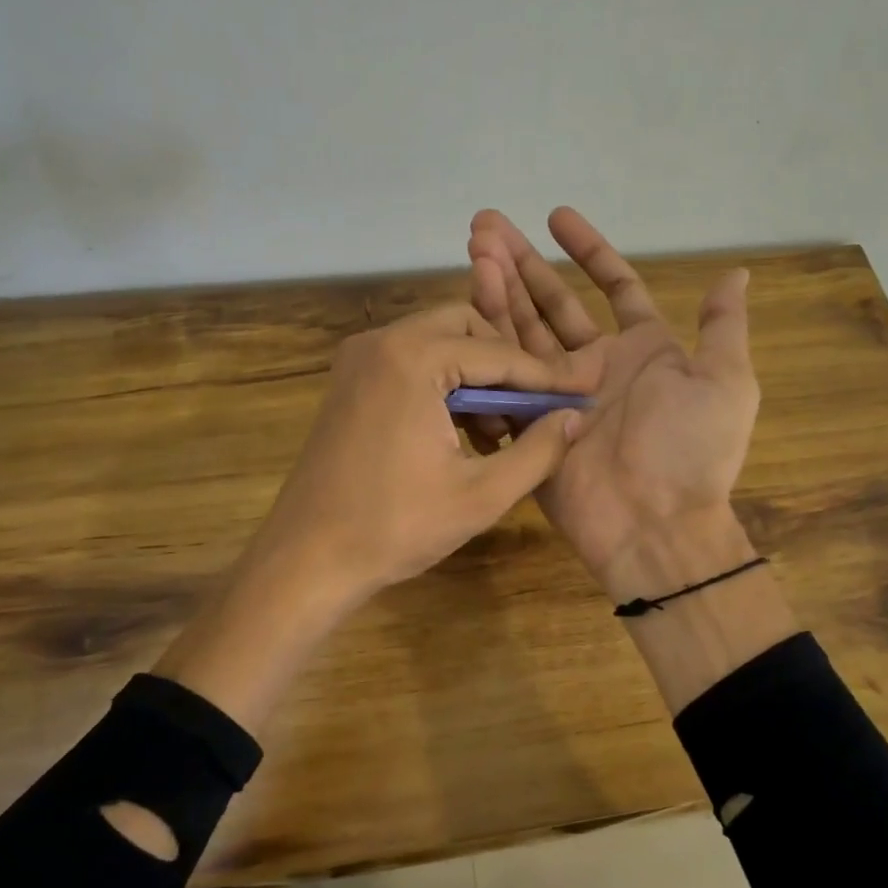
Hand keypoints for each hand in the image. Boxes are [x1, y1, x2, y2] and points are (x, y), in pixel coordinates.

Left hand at [249, 301, 599, 611]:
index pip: (497, 352)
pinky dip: (443, 387)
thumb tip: (575, 418)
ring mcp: (358, 360)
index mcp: (412, 358)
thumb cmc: (396, 527)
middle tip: (531, 411)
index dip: (543, 378)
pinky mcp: (348, 382)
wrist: (307, 558)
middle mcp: (381, 342)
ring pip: (437, 344)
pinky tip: (461, 434)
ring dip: (474, 377)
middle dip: (504, 367)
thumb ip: (539, 451)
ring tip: (499, 433)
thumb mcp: (482, 494)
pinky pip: (410, 364)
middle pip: (465, 329)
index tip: (580, 395)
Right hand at [466, 208, 758, 597]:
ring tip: (473, 249)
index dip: (587, 251)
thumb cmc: (692, 448)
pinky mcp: (529, 423)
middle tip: (485, 226)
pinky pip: (504, 377)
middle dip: (522, 264)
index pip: (613, 287)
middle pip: (553, 304)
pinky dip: (486, 344)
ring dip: (498, 291)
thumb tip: (735, 272)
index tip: (556, 217)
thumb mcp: (725, 381)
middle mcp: (596, 366)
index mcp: (643, 350)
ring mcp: (558, 394)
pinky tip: (466, 307)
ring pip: (523, 332)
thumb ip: (722, 326)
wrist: (654, 523)